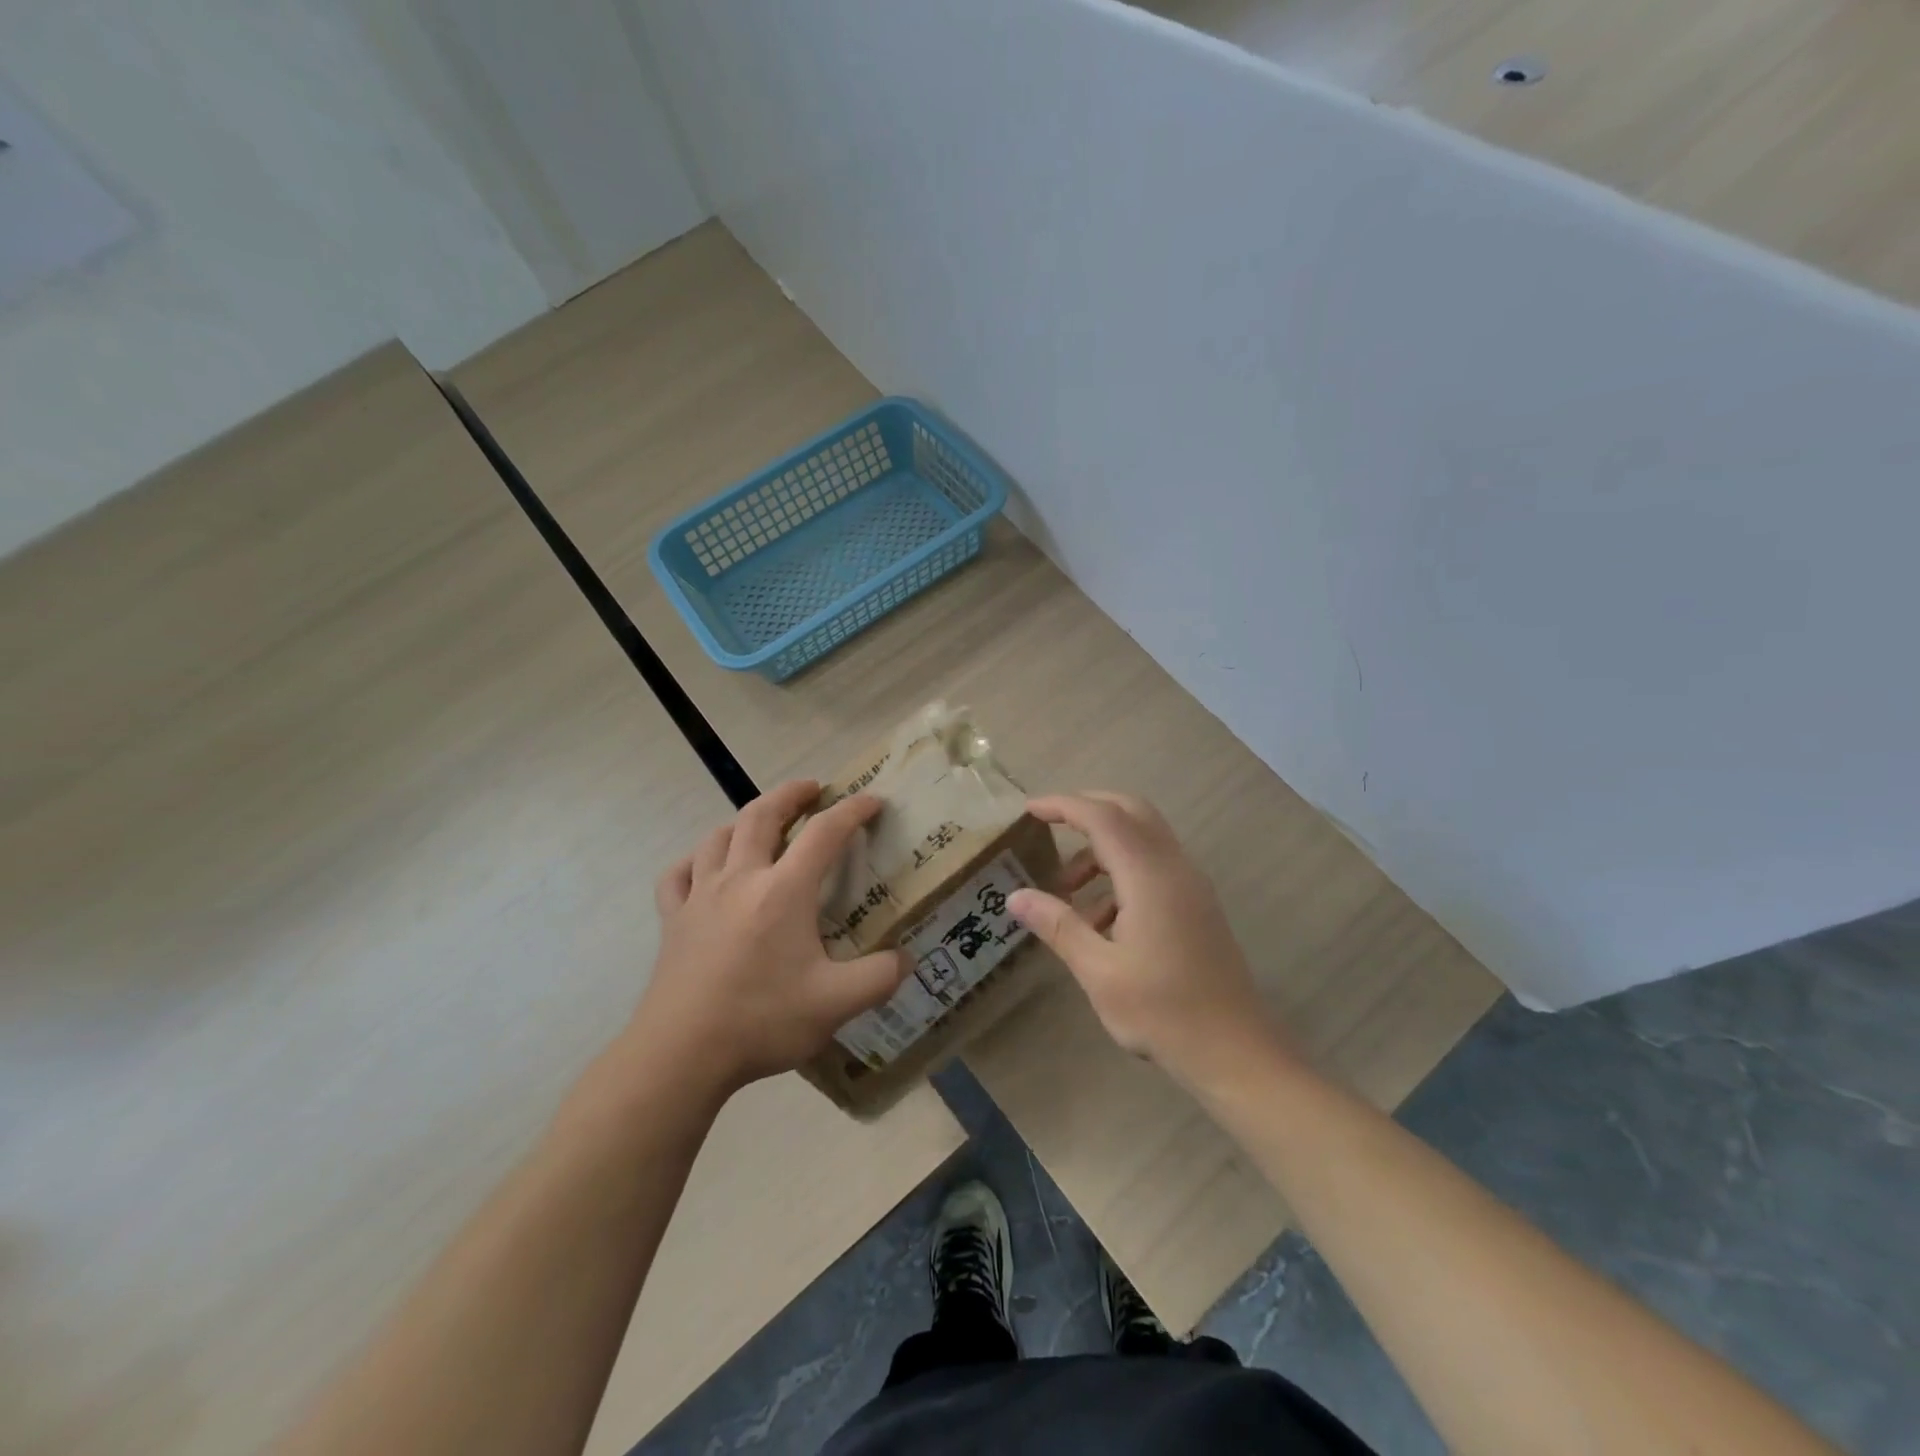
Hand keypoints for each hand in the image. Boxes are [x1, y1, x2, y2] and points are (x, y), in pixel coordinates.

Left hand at [624, 779, 908, 1100]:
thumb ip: (879, 978)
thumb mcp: (836, 1004)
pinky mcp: (673, 920)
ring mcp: (700, 897)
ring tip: (760, 824)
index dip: (852, 811)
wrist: (681, 1054)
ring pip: (718, 837)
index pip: (824, 833)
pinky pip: (677, 875)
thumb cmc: (761, 1019)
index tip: (872, 801)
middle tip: (811, 789)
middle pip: (761, 815)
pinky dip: (693, 862)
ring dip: (743, 821)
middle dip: (790, 794)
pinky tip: (701, 869)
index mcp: (784, 891)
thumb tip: (906, 959)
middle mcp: (741, 879)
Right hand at [1008, 791, 1285, 1085]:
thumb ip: (1057, 925)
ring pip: (1143, 837)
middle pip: (1130, 810)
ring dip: (1102, 847)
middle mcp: (1174, 867)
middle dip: (1087, 809)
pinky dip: (1121, 871)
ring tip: (1065, 892)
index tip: (1028, 810)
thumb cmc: (1163, 1012)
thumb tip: (1015, 896)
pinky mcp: (1196, 903)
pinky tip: (1099, 920)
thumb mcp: (1098, 971)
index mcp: (1149, 876)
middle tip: (1048, 826)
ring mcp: (1191, 884)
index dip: (1063, 806)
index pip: (1102, 817)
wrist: (1235, 1052)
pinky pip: (1154, 865)